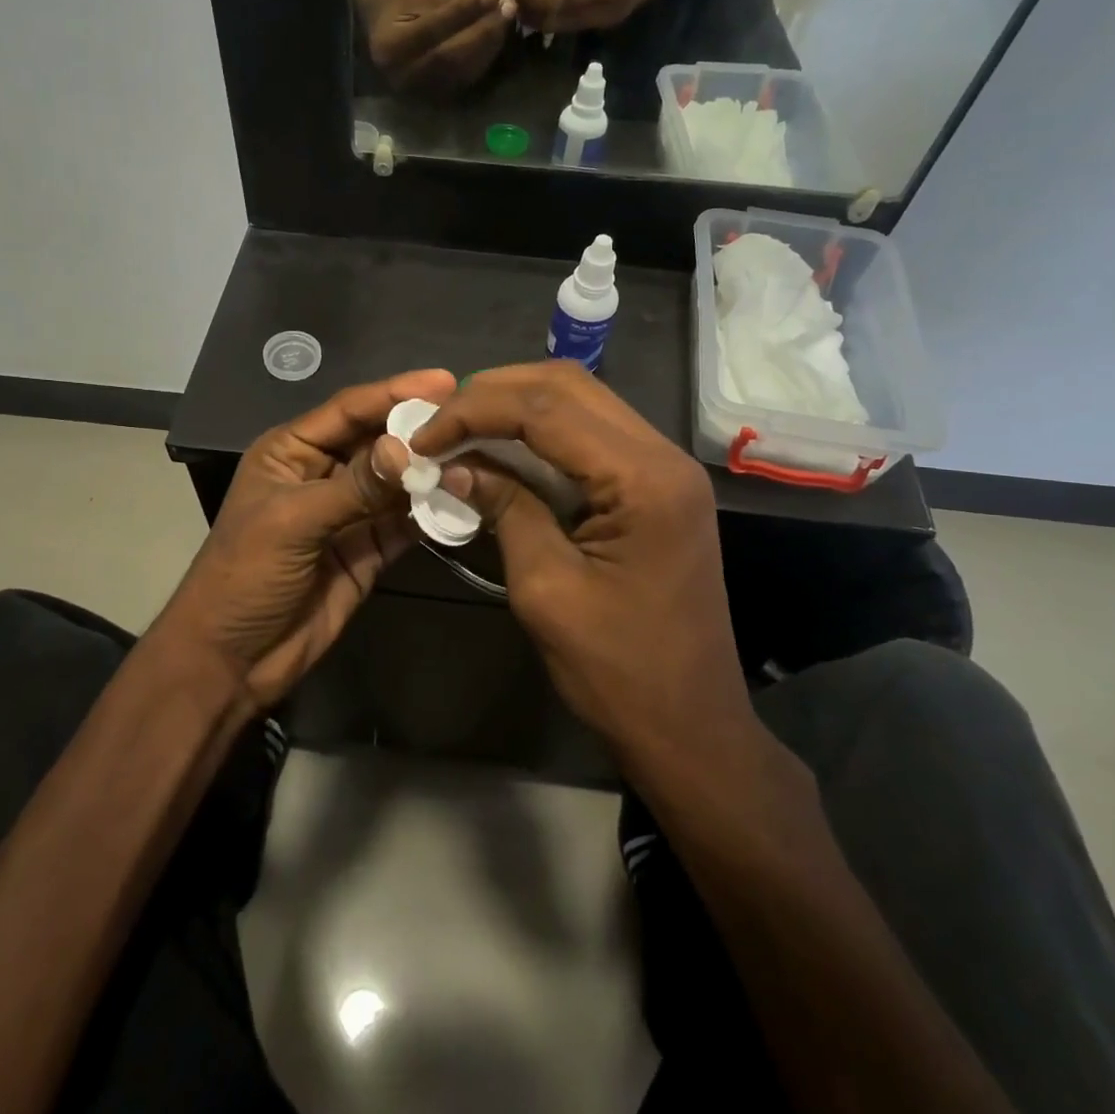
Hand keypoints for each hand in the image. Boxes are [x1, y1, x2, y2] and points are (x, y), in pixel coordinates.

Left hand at [151, 369, 457, 709]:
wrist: (232, 661)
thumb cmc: (244, 576)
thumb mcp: (292, 522)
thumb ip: (353, 487)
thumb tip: (407, 449)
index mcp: (292, 451)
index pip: (349, 410)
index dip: (395, 392)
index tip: (445, 381)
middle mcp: (323, 473)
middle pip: (379, 441)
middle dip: (420, 430)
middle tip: (472, 418)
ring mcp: (348, 513)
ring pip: (397, 481)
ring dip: (432, 471)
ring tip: (480, 454)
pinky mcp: (368, 550)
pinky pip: (405, 523)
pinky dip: (431, 513)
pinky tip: (465, 501)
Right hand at [360, 0, 508, 94]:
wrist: (386, 33)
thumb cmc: (404, 5)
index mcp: (390, 47)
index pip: (432, 29)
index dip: (464, 10)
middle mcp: (402, 76)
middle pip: (450, 56)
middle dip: (483, 30)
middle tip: (508, 7)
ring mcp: (420, 92)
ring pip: (463, 70)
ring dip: (490, 43)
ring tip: (507, 17)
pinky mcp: (437, 97)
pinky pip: (468, 78)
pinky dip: (487, 55)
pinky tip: (500, 33)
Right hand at [405, 362, 753, 765]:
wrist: (692, 727)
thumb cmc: (618, 672)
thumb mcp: (547, 589)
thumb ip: (505, 508)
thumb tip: (452, 465)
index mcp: (643, 479)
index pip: (546, 409)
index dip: (474, 411)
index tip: (422, 437)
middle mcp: (663, 455)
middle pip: (569, 386)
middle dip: (494, 393)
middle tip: (439, 422)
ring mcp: (667, 468)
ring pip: (582, 401)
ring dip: (516, 406)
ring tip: (460, 427)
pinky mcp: (658, 486)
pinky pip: (593, 435)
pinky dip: (543, 432)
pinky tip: (503, 447)